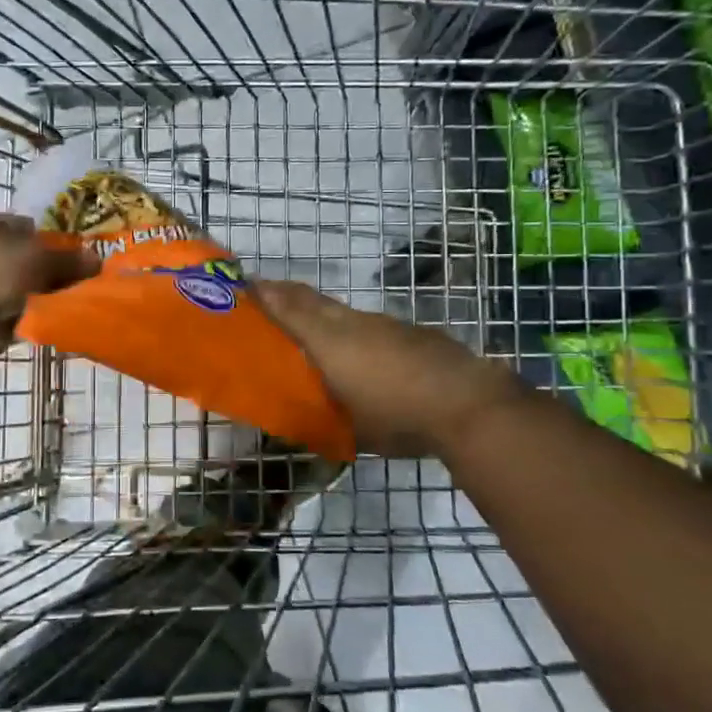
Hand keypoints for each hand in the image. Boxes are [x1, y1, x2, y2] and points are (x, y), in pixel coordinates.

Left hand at [0, 213, 98, 355]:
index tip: (85, 260)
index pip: (37, 230)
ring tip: (81, 309)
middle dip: (59, 276)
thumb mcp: (39, 259)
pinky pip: (24, 319)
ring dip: (50, 302)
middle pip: (36, 264)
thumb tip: (98, 260)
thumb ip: (70, 261)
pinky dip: (38, 323)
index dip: (61, 243)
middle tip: (89, 287)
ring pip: (32, 293)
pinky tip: (61, 327)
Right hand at [257, 280, 519, 457]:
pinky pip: (370, 326)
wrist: (467, 404)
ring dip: (321, 314)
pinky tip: (362, 354)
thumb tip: (305, 415)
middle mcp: (352, 324)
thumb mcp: (350, 427)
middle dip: (286, 294)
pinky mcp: (411, 332)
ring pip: (342, 312)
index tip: (244, 285)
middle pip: (312, 300)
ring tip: (311, 331)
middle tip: (266, 294)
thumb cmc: (397, 417)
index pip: (288, 309)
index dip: (265, 295)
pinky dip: (355, 332)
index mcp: (329, 342)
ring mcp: (385, 324)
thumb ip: (324, 414)